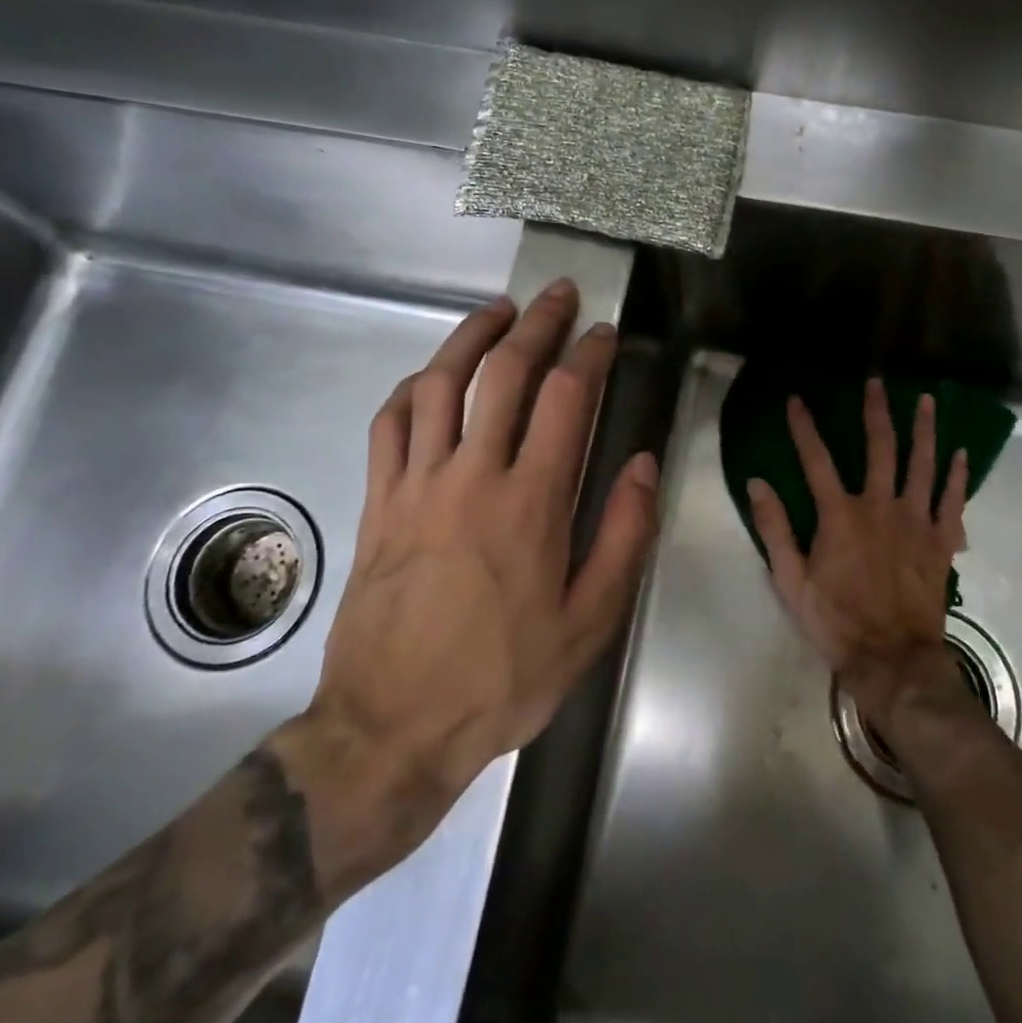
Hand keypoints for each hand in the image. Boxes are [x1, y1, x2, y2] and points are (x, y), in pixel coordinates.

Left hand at [270, 280, 659, 901]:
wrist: (392, 727)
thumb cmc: (504, 677)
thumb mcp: (589, 622)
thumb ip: (623, 536)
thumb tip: (644, 464)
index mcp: (531, 502)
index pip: (565, 399)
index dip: (589, 355)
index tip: (605, 334)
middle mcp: (472, 475)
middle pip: (503, 373)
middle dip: (537, 323)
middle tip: (559, 295)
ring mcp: (416, 484)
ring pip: (438, 384)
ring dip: (471, 337)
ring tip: (498, 311)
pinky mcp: (378, 502)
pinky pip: (388, 425)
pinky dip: (411, 389)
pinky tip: (429, 377)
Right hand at [746, 379, 971, 732]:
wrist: (893, 659)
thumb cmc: (836, 621)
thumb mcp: (791, 581)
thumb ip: (775, 529)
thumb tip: (757, 484)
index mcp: (840, 515)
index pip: (816, 459)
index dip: (804, 427)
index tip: (797, 400)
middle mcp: (880, 506)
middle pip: (880, 448)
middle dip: (876, 411)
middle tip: (876, 383)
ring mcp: (916, 521)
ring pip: (922, 464)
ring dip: (924, 429)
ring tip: (925, 400)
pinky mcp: (941, 541)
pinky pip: (952, 501)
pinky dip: (957, 476)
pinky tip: (961, 453)